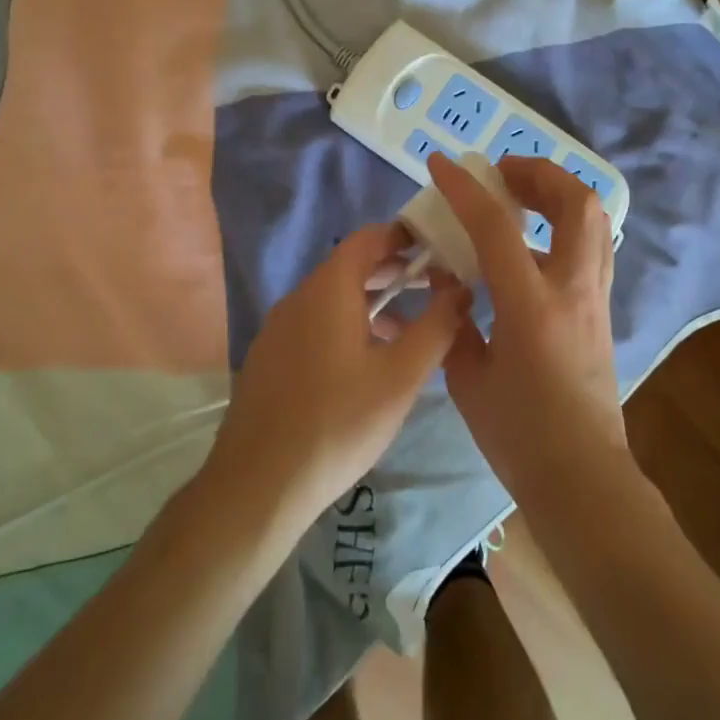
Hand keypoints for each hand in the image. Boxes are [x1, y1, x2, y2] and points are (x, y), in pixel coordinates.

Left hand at [208, 223, 471, 530]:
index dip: (405, 237)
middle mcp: (298, 297)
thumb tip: (460, 289)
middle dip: (394, 272)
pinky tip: (369, 363)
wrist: (259, 483)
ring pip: (333, 299)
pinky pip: (315, 324)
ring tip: (410, 329)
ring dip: (373, 303)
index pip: (369, 238)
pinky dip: (348, 325)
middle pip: (351, 267)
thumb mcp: (401, 376)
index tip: (439, 248)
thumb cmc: (339, 422)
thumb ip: (436, 326)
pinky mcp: (270, 357)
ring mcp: (278, 328)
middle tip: (435, 286)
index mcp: (329, 289)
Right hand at [428, 153, 631, 513]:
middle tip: (501, 174)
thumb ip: (456, 321)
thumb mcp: (468, 378)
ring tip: (519, 197)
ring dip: (557, 195)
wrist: (582, 477)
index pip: (497, 227)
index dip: (466, 189)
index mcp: (531, 307)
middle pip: (577, 203)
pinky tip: (529, 246)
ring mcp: (596, 299)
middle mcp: (573, 290)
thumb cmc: (518, 435)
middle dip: (539, 174)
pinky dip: (561, 227)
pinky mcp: (602, 311)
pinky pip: (588, 248)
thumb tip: (449, 282)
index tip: (442, 164)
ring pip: (594, 221)